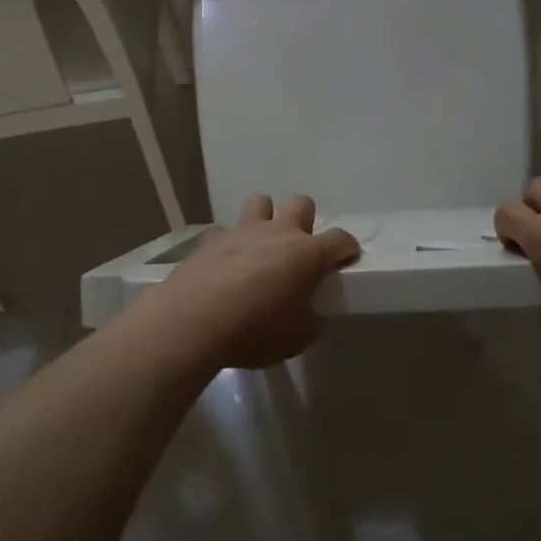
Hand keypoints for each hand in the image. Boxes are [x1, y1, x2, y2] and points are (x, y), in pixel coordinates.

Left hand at [134, 194, 359, 370]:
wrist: (193, 322)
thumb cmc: (255, 331)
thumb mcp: (298, 337)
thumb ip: (310, 318)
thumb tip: (308, 311)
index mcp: (307, 254)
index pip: (340, 239)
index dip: (347, 248)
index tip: (346, 259)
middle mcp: (277, 232)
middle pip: (301, 203)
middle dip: (304, 220)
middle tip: (298, 250)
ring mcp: (242, 230)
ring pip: (260, 202)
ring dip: (265, 219)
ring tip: (260, 246)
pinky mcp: (210, 239)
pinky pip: (224, 231)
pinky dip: (228, 243)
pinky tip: (224, 264)